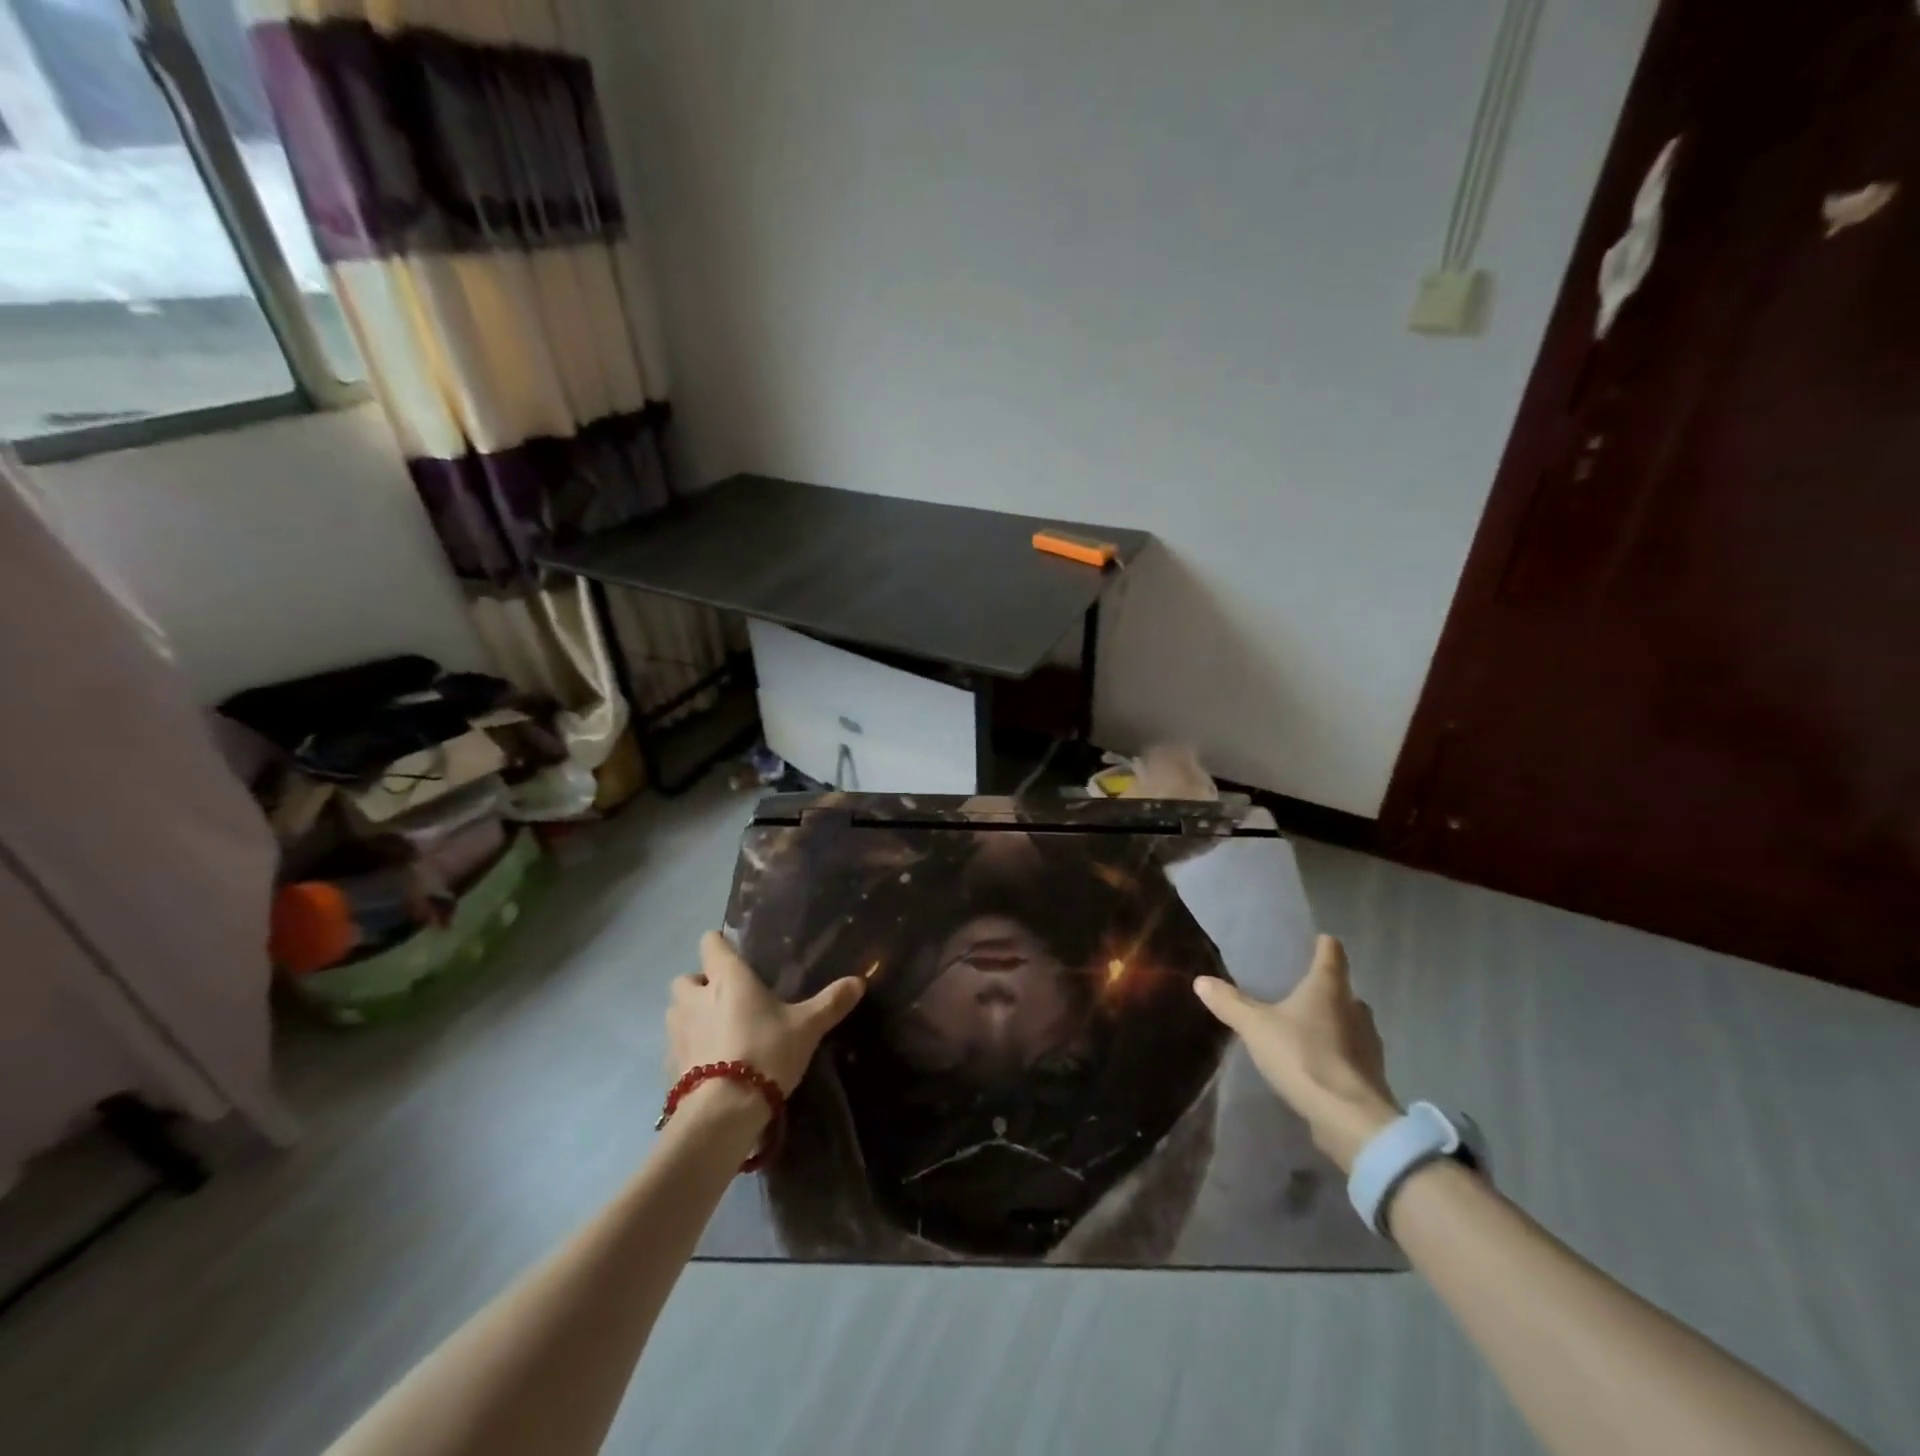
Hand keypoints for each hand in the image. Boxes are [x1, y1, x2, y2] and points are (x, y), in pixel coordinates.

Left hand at [667, 931, 864, 1095]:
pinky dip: (688, 1049)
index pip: (710, 943)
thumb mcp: (807, 1027)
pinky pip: (675, 1046)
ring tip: (716, 1031)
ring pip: (675, 1011)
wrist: (723, 1112)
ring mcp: (677, 1031)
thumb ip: (831, 1002)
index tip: (733, 953)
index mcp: (727, 978)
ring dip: (689, 1015)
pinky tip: (708, 1064)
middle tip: (725, 999)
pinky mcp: (668, 1064)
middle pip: (685, 978)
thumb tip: (860, 981)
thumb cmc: (766, 1052)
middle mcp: (695, 997)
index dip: (719, 944)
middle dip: (700, 984)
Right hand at [1193, 935, 1400, 1172]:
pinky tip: (1317, 1062)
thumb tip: (1201, 980)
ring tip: (1304, 1028)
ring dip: (1332, 1023)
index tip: (1315, 941)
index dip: (1323, 945)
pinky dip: (1337, 1052)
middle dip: (1324, 989)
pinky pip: (1351, 1052)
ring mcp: (1369, 1043)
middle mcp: (1355, 1008)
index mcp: (1329, 987)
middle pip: (1342, 989)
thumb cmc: (1304, 1057)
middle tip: (1297, 991)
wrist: (1350, 1119)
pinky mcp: (1371, 1074)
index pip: (1332, 952)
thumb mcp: (1255, 1027)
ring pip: (1350, 1022)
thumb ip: (1230, 1003)